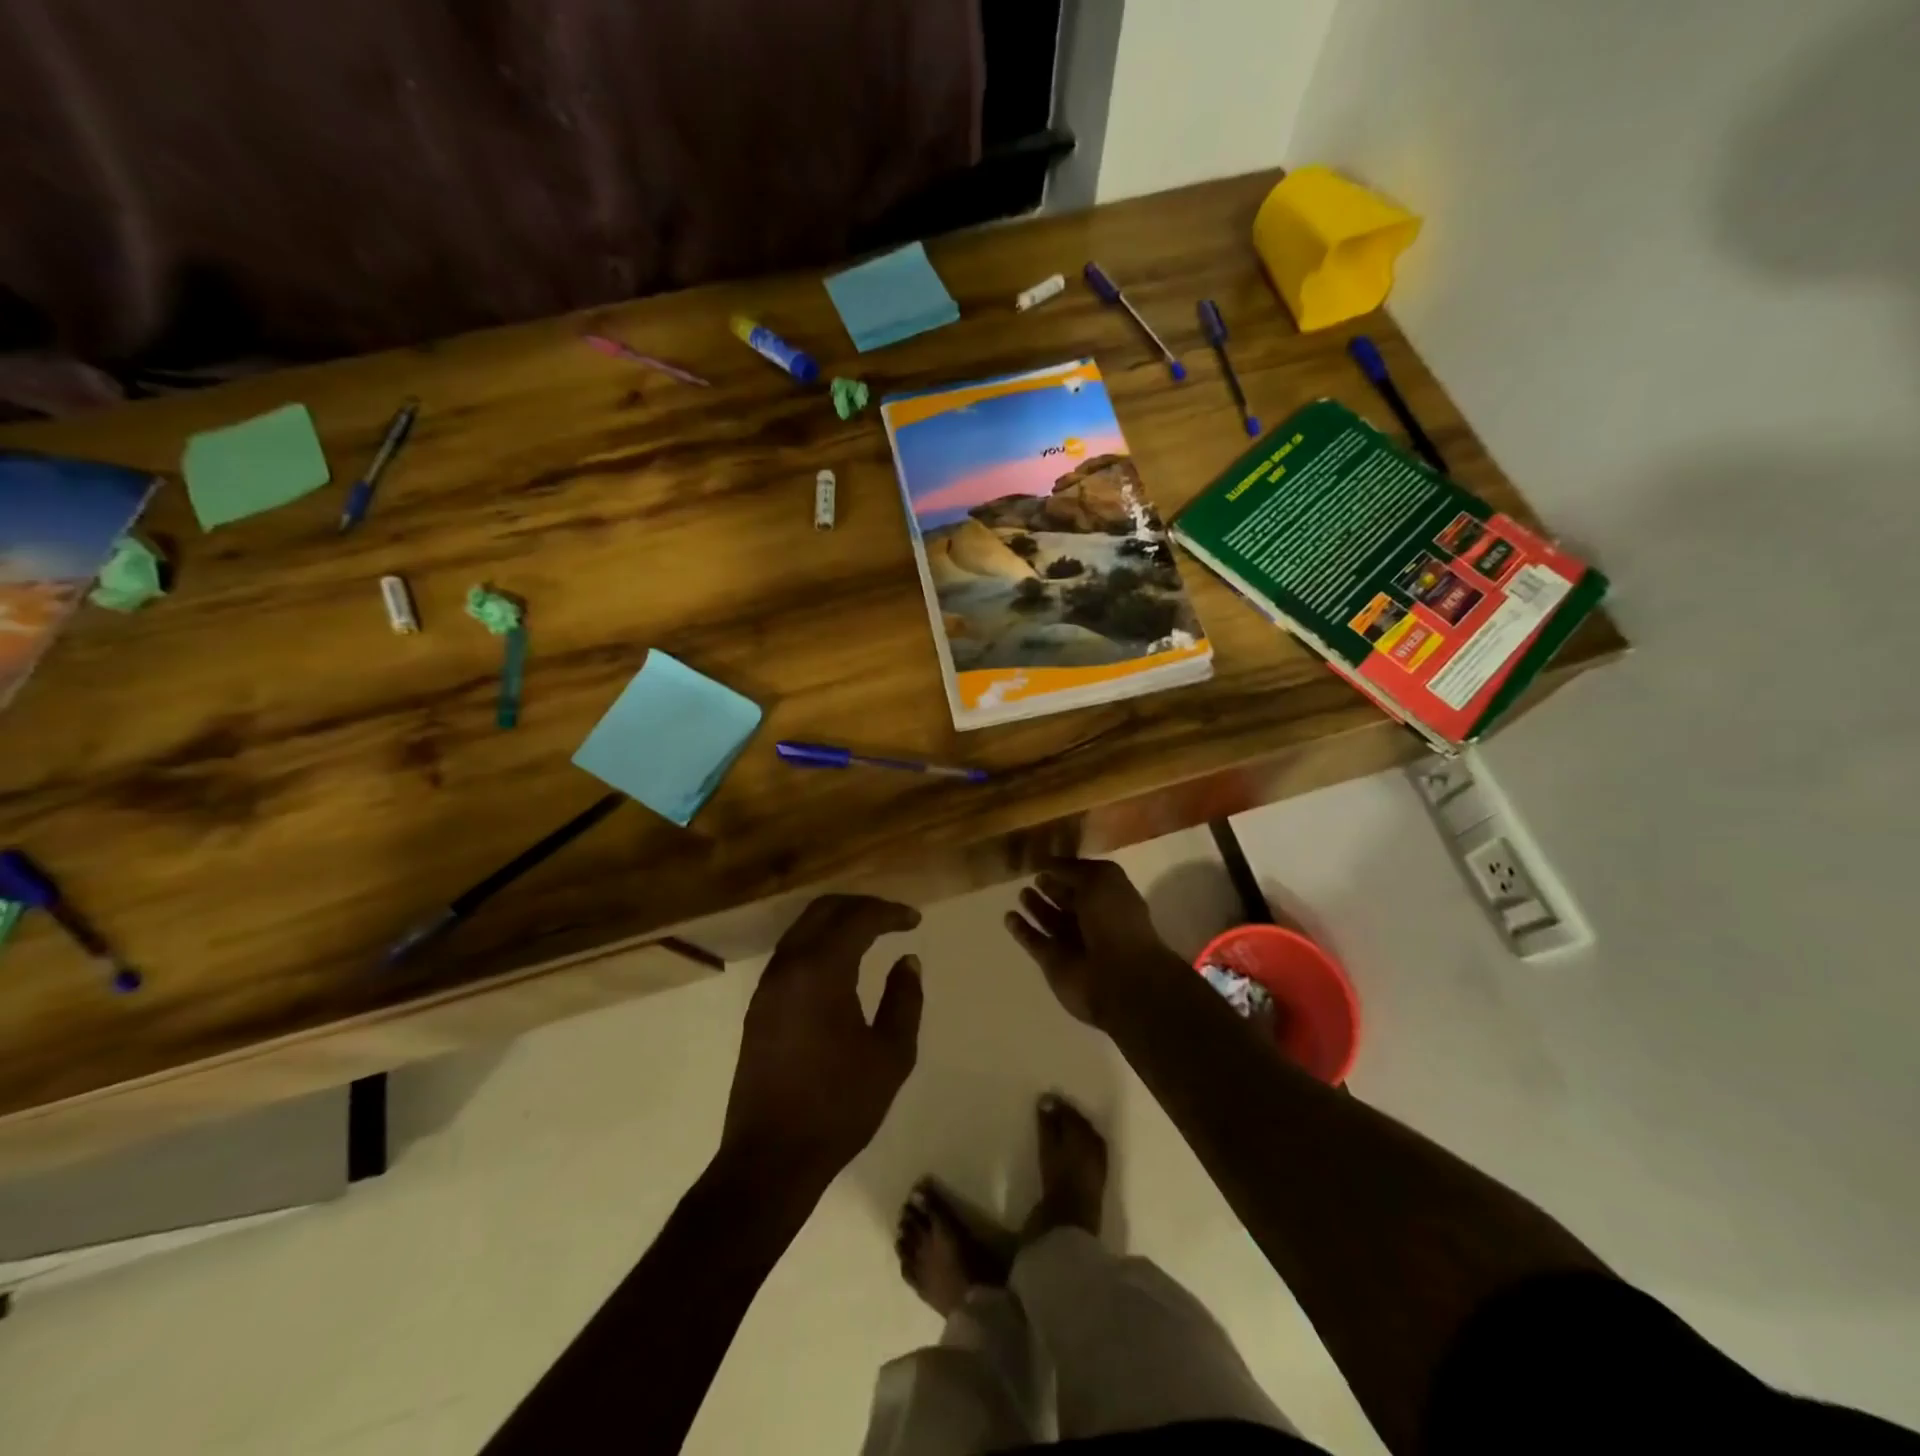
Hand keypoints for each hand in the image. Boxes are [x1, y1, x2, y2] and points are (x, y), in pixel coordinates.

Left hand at [719, 895, 923, 1194]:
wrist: (771, 1157)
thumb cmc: (839, 1106)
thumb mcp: (890, 1054)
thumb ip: (904, 999)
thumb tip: (907, 961)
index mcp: (820, 971)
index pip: (857, 919)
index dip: (889, 913)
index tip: (915, 920)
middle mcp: (788, 966)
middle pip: (823, 910)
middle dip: (860, 906)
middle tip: (893, 918)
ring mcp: (767, 986)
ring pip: (802, 928)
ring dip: (837, 921)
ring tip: (870, 933)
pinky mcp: (758, 1006)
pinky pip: (791, 952)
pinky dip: (819, 942)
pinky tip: (840, 962)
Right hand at [1004, 857, 1185, 1029]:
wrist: (1118, 978)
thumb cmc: (1115, 921)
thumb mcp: (1100, 879)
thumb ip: (1072, 869)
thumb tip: (1048, 862)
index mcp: (1110, 899)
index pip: (1086, 880)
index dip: (1068, 870)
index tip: (1046, 860)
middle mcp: (1093, 921)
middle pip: (1068, 901)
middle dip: (1052, 888)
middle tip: (1034, 876)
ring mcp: (1072, 944)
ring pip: (1050, 921)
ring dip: (1036, 908)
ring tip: (1021, 893)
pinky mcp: (1053, 963)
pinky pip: (1034, 942)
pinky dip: (1022, 931)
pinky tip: (1009, 917)